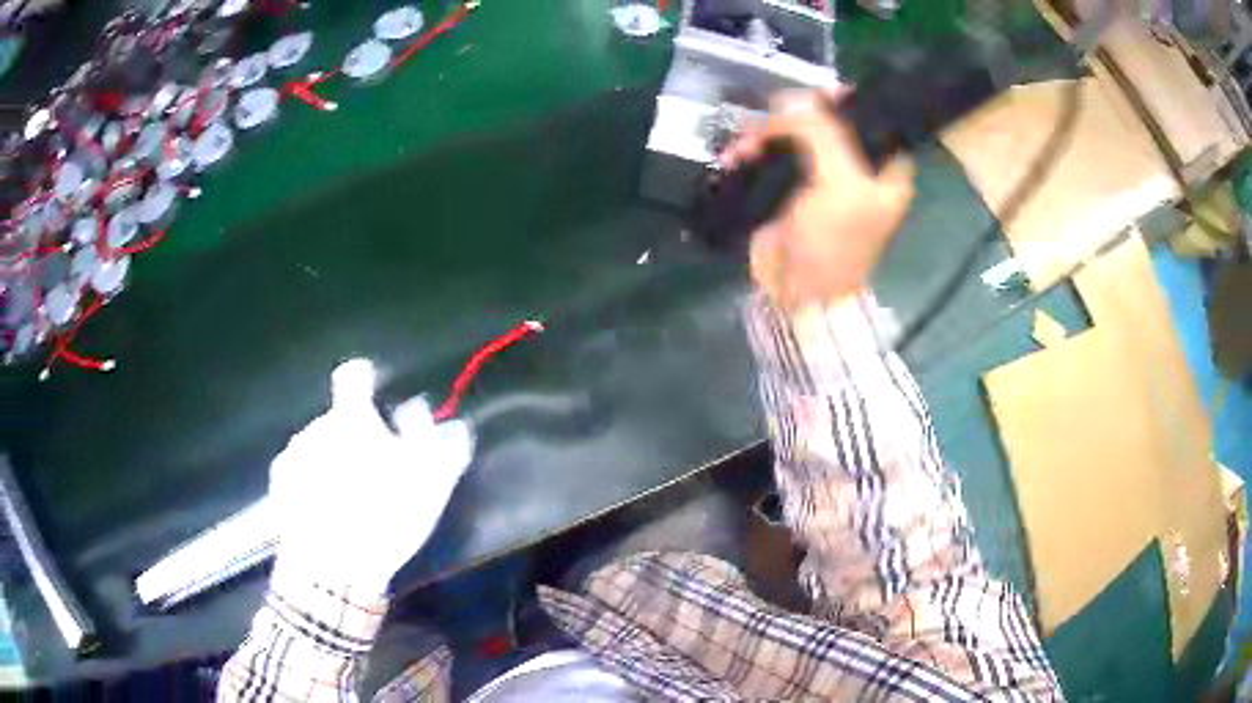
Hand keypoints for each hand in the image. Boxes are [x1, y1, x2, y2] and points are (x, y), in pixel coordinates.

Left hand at [268, 359, 474, 593]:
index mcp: (351, 418)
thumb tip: (418, 406)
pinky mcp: (279, 485)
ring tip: (348, 499)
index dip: (365, 379)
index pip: (353, 375)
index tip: (374, 397)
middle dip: (352, 436)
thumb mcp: (428, 480)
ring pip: (317, 445)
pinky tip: (324, 510)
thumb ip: (429, 435)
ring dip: (331, 459)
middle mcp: (316, 426)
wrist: (332, 568)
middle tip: (372, 472)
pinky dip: (311, 481)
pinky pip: (299, 471)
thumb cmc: (384, 517)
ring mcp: (292, 455)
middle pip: (337, 420)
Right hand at [721, 90, 915, 309]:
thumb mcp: (840, 183)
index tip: (814, 91)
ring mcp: (822, 175)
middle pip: (827, 119)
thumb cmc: (833, 242)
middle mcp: (858, 166)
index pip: (871, 116)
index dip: (844, 99)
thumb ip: (823, 132)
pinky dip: (753, 150)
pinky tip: (736, 154)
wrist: (797, 293)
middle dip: (793, 116)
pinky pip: (773, 153)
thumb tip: (793, 99)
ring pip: (795, 133)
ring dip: (766, 133)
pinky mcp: (791, 185)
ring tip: (744, 145)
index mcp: (885, 167)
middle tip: (769, 118)